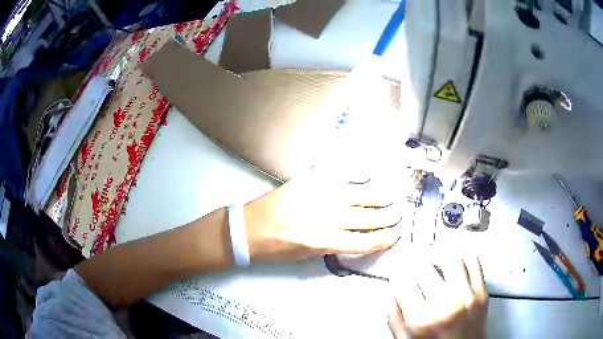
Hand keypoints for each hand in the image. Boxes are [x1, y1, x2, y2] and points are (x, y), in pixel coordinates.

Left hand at [243, 171, 402, 262]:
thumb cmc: (275, 248)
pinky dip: (355, 177)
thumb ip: (332, 244)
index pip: (363, 242)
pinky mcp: (308, 181)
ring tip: (390, 198)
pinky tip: (366, 176)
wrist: (247, 229)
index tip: (394, 235)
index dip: (383, 239)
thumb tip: (354, 235)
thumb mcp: (306, 255)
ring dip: (378, 197)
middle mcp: (325, 217)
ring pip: (358, 195)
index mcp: (323, 241)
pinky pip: (337, 176)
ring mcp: (317, 196)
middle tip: (398, 215)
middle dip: (387, 218)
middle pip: (366, 218)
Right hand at [388, 249, 487, 338]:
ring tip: (430, 252)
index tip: (396, 268)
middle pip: (424, 265)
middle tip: (409, 256)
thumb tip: (395, 293)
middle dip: (411, 257)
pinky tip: (453, 256)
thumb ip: (395, 318)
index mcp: (423, 320)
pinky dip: (461, 253)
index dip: (396, 271)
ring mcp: (468, 295)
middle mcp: (447, 304)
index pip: (403, 281)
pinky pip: (473, 261)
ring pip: (451, 256)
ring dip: (436, 250)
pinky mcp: (482, 291)